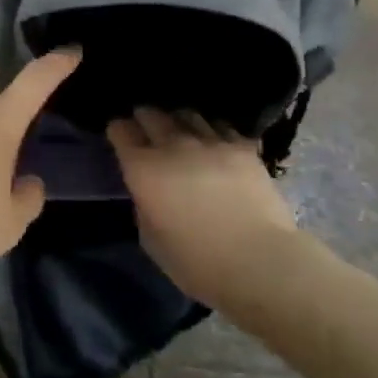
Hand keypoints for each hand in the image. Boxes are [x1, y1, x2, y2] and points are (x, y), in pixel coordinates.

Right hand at [108, 109, 297, 306]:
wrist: (259, 262)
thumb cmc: (197, 262)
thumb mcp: (151, 239)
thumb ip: (144, 205)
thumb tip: (150, 191)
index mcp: (143, 169)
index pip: (121, 130)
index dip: (118, 132)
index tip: (121, 139)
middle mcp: (173, 145)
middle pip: (151, 114)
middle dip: (145, 119)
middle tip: (147, 130)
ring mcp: (210, 142)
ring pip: (187, 114)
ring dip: (178, 122)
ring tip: (182, 133)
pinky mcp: (243, 147)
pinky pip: (220, 126)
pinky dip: (212, 131)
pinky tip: (215, 143)